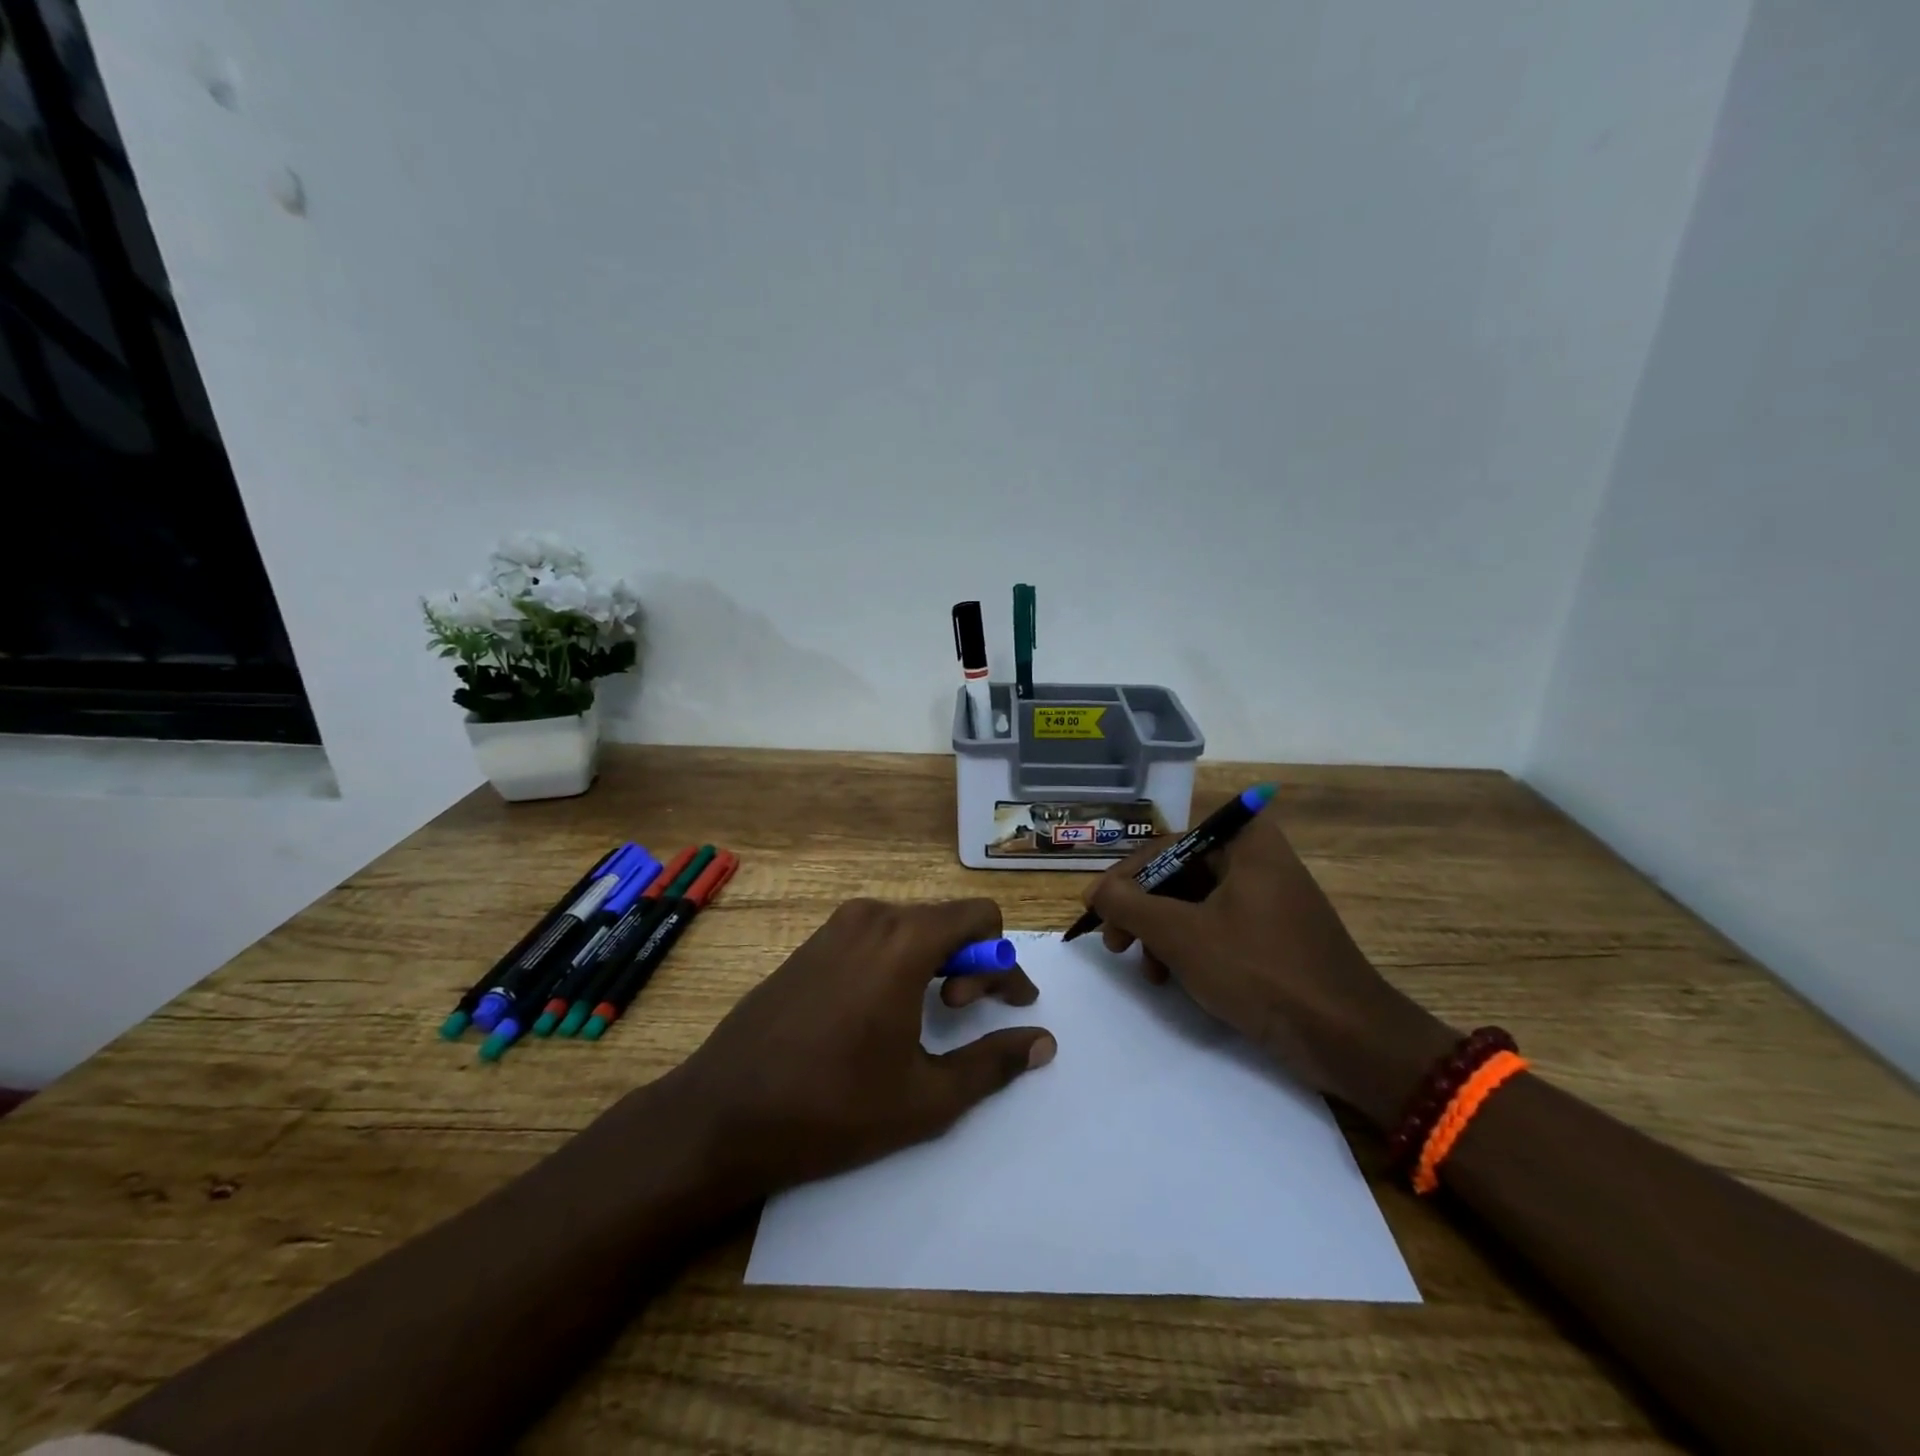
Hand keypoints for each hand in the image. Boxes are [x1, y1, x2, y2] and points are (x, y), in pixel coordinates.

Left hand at [663, 898, 1054, 1196]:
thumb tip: (1042, 1042)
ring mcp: (834, 927)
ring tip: (926, 1013)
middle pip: (946, 919)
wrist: (722, 1115)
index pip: (980, 918)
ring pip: (910, 926)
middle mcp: (870, 917)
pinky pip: (875, 937)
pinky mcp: (810, 945)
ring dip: (935, 960)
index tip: (1009, 1006)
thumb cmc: (832, 1108)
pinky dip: (898, 961)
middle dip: (970, 963)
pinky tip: (882, 1011)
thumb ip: (993, 1063)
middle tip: (961, 1013)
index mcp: (903, 940)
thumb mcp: (926, 1097)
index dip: (1005, 962)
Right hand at [1085, 810, 1455, 1129]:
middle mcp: (1258, 859)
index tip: (1094, 908)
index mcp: (1245, 842)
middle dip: (1142, 910)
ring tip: (1147, 970)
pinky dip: (1190, 947)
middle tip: (1115, 943)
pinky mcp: (1275, 934)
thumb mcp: (1181, 934)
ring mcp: (1269, 898)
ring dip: (1161, 933)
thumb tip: (1096, 890)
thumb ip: (1129, 905)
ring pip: (1195, 903)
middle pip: (1179, 874)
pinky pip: (1218, 926)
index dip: (1124, 878)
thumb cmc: (1259, 970)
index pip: (1165, 846)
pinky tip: (1174, 978)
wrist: (1347, 1038)